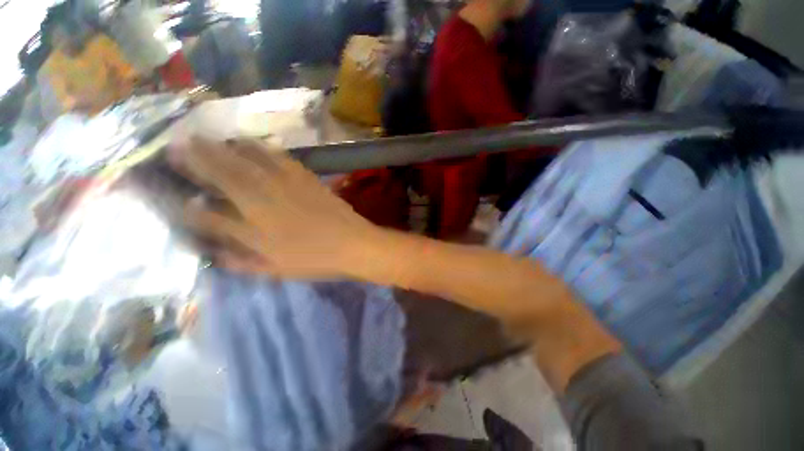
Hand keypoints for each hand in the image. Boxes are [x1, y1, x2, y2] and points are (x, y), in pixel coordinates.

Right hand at [170, 138, 379, 277]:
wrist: (354, 243)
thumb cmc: (317, 260)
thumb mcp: (278, 269)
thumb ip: (243, 262)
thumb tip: (215, 252)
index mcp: (255, 230)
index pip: (209, 215)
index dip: (186, 204)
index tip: (171, 193)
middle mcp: (264, 202)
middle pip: (224, 176)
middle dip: (197, 159)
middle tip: (176, 144)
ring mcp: (287, 186)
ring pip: (248, 161)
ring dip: (224, 147)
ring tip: (205, 136)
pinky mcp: (306, 178)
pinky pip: (279, 158)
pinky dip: (261, 147)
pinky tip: (250, 141)